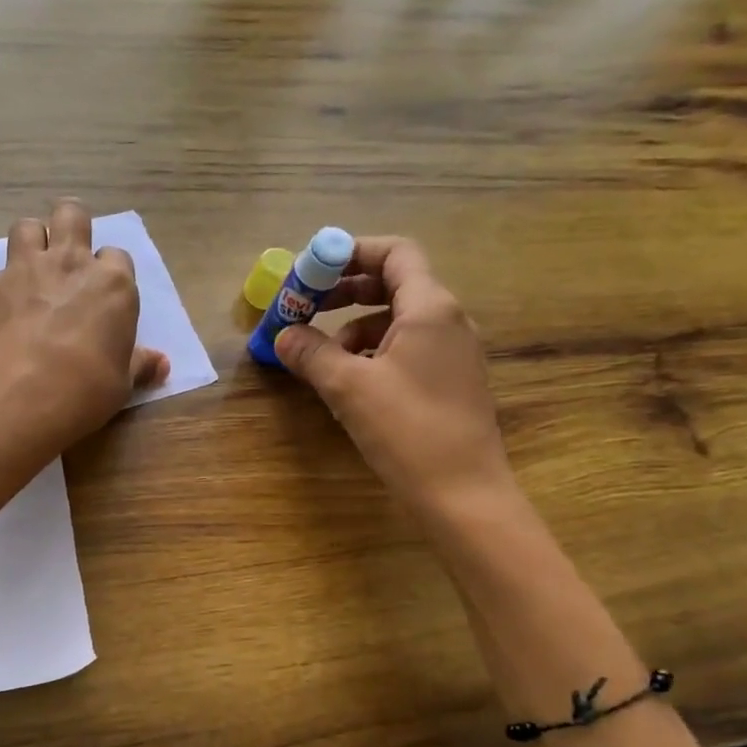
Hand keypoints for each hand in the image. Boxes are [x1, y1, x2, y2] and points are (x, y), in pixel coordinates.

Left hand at [0, 199, 168, 454]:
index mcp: (112, 284)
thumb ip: (139, 365)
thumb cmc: (82, 391)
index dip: (111, 275)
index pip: (117, 257)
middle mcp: (70, 264)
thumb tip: (161, 363)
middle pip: (72, 216)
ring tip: (33, 272)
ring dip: (33, 242)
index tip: (105, 298)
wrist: (15, 398)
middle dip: (72, 228)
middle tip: (68, 260)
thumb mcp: (121, 384)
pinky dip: (5, 286)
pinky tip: (5, 314)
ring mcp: (25, 271)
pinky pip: (0, 272)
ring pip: (28, 227)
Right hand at [274, 237, 514, 511]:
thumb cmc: (407, 430)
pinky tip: (351, 382)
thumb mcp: (348, 388)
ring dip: (355, 327)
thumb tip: (283, 335)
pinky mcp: (449, 382)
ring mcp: (453, 353)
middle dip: (346, 291)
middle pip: (394, 284)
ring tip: (323, 357)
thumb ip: (312, 354)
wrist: (463, 494)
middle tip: (307, 308)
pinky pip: (407, 349)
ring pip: (398, 320)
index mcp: (430, 308)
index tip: (312, 271)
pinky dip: (374, 352)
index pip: (395, 253)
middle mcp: (448, 320)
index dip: (351, 252)